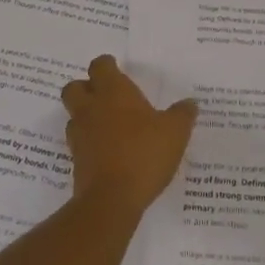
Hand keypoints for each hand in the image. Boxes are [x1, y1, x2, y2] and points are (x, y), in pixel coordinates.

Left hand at [60, 56, 197, 216]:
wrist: (112, 199)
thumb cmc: (144, 153)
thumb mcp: (175, 132)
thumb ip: (182, 114)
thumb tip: (190, 103)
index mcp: (113, 92)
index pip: (100, 66)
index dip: (107, 65)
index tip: (116, 69)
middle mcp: (91, 108)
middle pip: (75, 87)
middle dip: (86, 88)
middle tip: (106, 95)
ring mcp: (80, 135)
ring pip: (74, 115)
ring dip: (86, 116)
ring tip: (109, 126)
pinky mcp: (76, 160)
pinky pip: (79, 142)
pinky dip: (89, 143)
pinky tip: (108, 151)